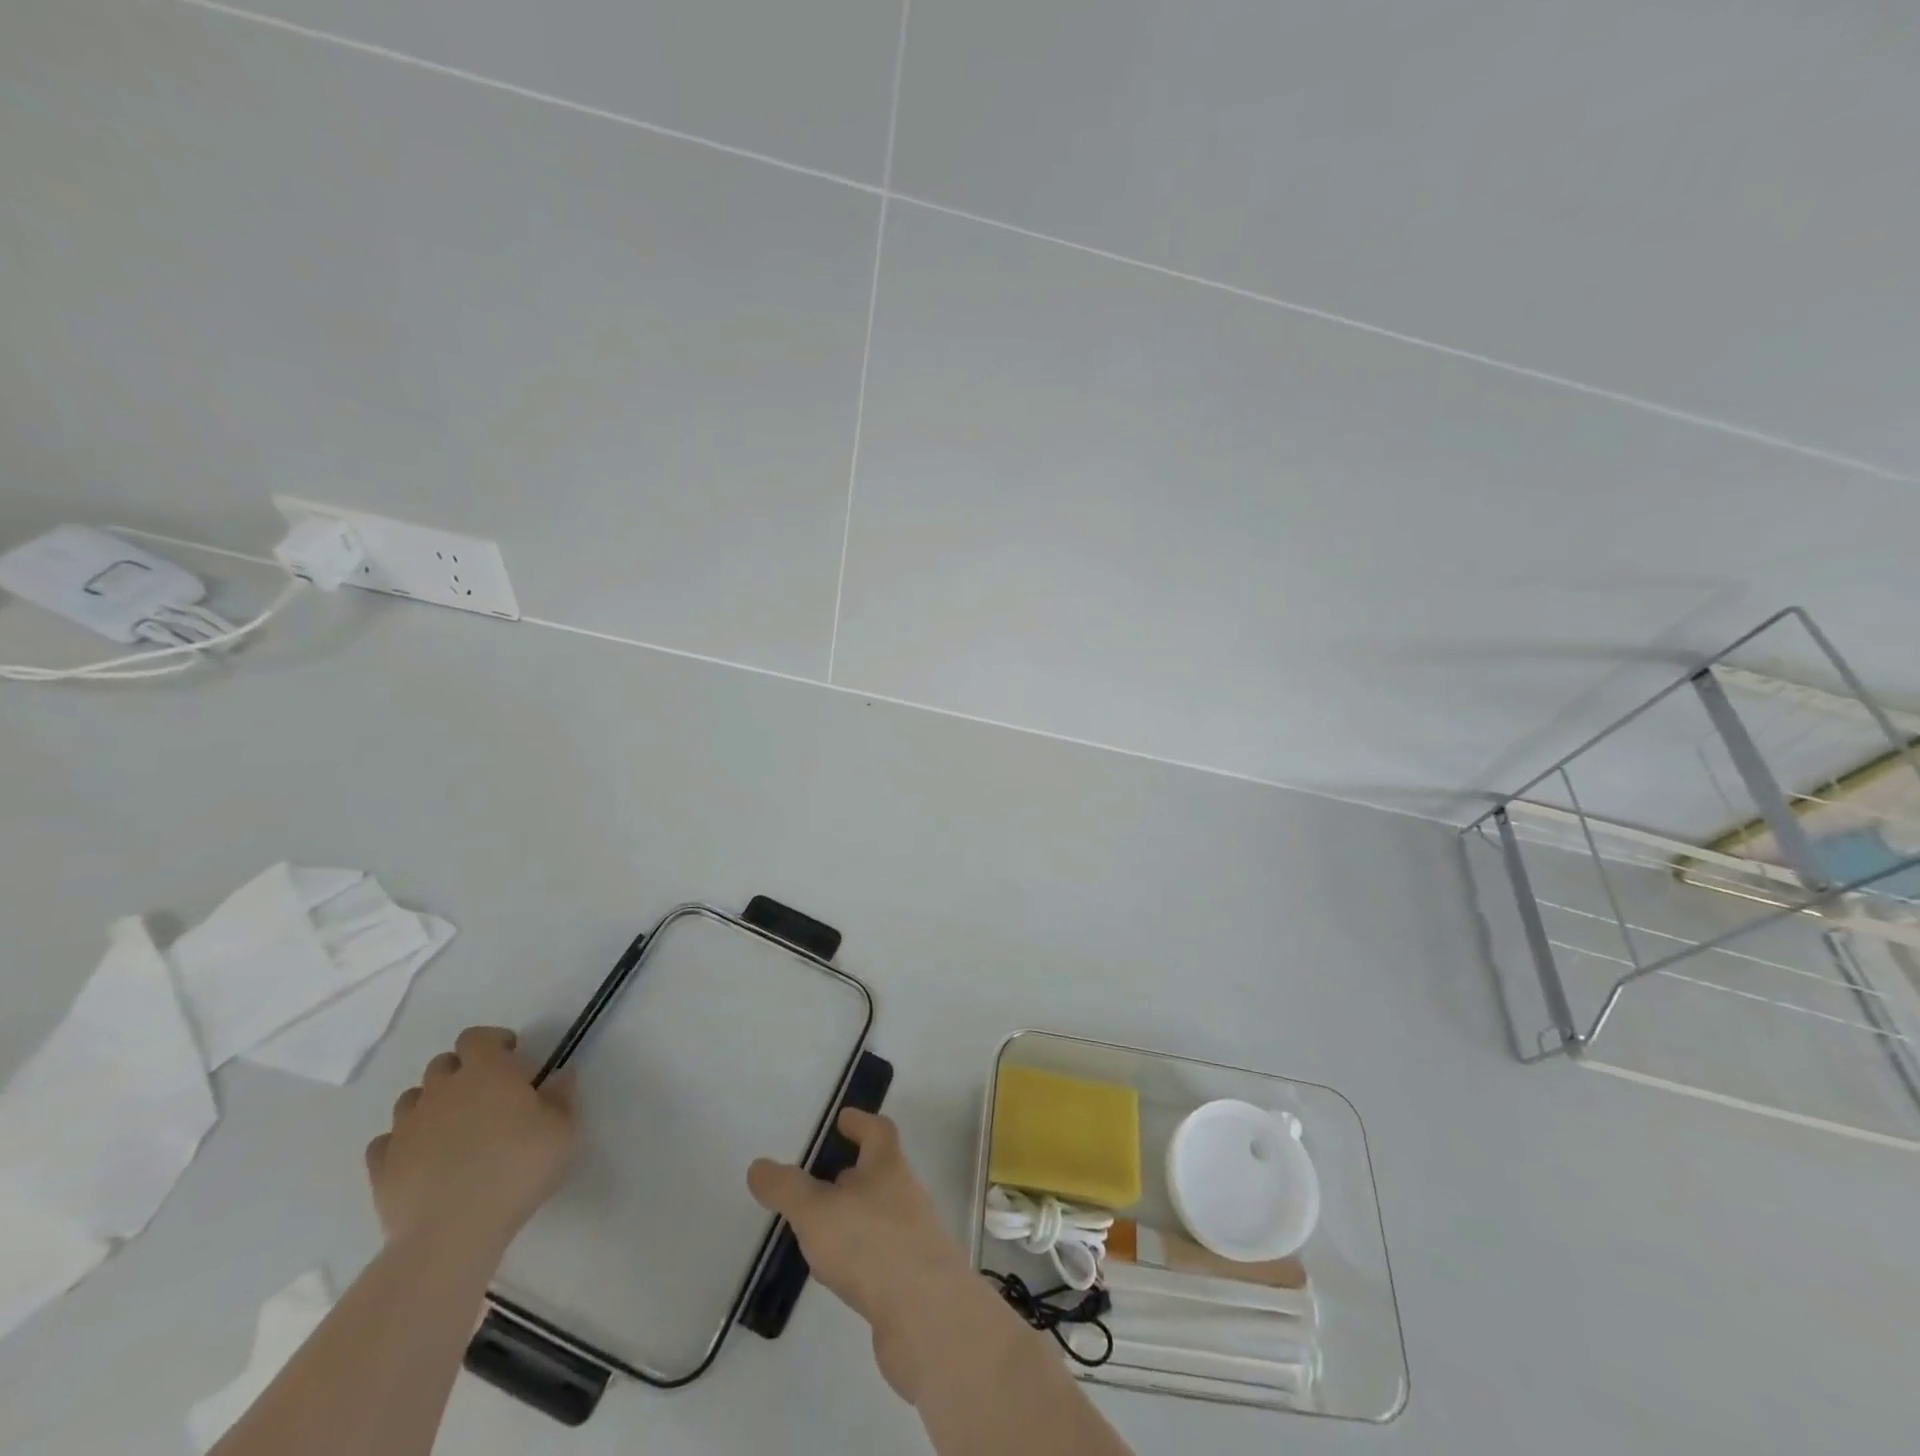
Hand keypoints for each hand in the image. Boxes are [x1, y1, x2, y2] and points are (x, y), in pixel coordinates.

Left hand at [365, 1027, 577, 1262]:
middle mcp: (440, 1090)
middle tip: (487, 1098)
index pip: (476, 1037)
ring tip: (454, 1130)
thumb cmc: (517, 1169)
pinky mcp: (381, 1167)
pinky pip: (387, 1142)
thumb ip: (561, 1095)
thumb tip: (557, 1075)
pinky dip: (404, 1142)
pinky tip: (423, 1159)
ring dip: (432, 1105)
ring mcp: (406, 1128)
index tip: (512, 1059)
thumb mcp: (563, 1129)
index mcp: (485, 1072)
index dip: (493, 1042)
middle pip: (443, 1065)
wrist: (452, 1233)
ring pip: (412, 1100)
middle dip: (463, 1073)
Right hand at [748, 1110, 974, 1400]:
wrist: (926, 1315)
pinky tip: (839, 1273)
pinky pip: (881, 1253)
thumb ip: (786, 1189)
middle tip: (822, 1178)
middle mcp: (904, 1193)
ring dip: (853, 1215)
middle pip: (879, 1171)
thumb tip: (758, 1166)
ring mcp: (912, 1236)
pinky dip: (860, 1253)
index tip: (843, 1118)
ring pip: (879, 1213)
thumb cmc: (870, 1244)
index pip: (878, 1130)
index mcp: (887, 1166)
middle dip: (852, 1171)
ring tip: (821, 1230)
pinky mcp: (911, 1277)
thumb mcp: (816, 1212)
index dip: (860, 1122)